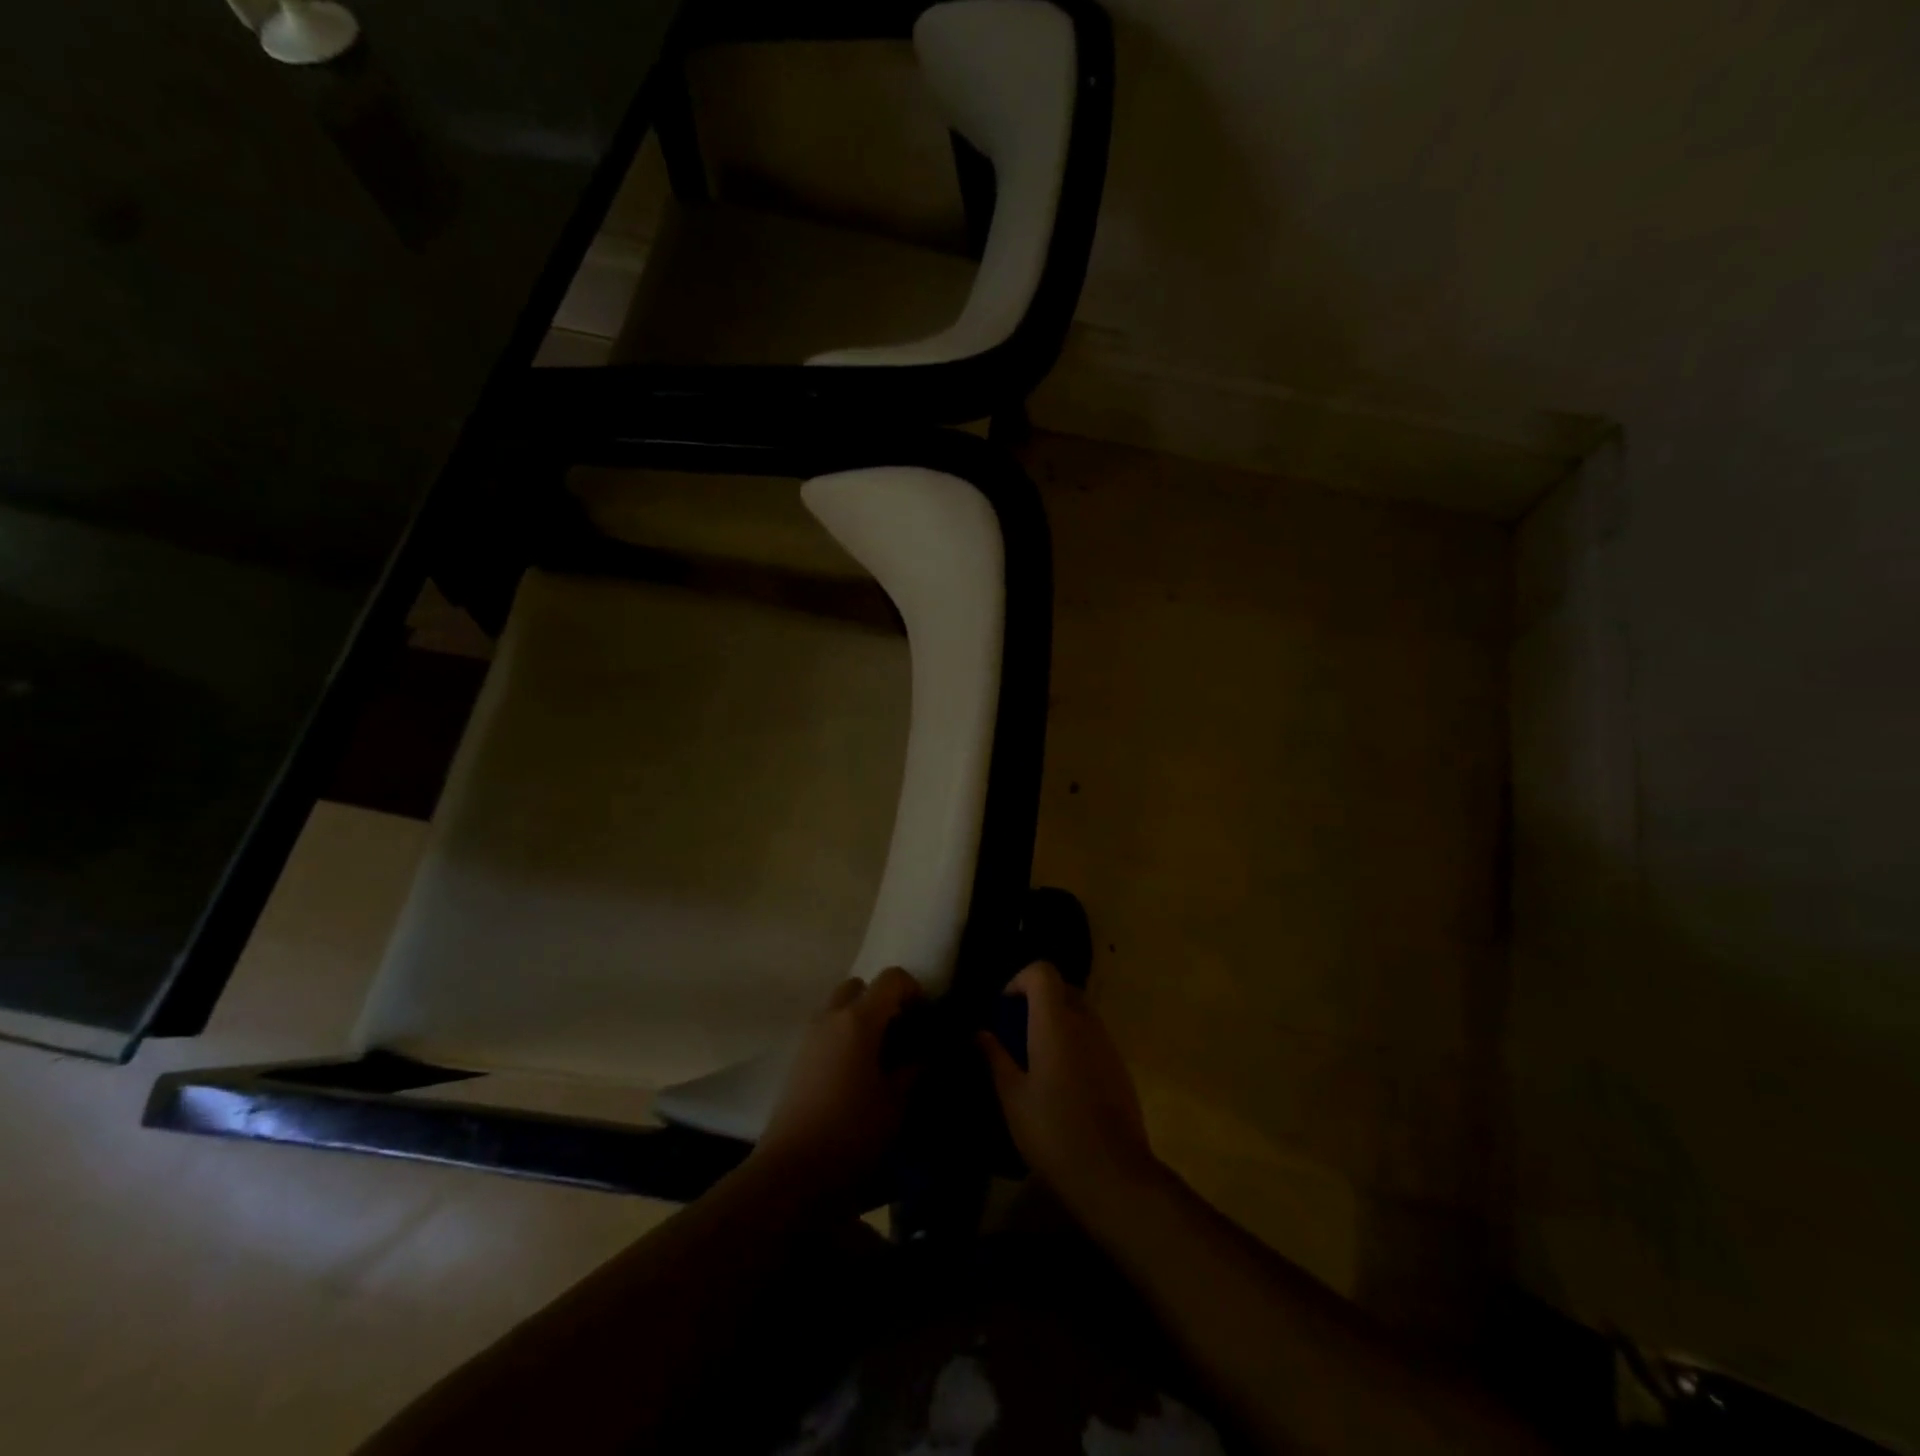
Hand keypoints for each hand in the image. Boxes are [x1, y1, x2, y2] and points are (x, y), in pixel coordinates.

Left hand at [753, 967, 924, 1208]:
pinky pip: (826, 1031)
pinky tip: (856, 1076)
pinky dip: (844, 1038)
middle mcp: (831, 1017)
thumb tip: (928, 1051)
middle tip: (901, 1035)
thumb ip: (916, 1068)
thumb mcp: (897, 1102)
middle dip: (883, 1002)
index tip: (926, 1020)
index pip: (892, 978)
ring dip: (861, 1020)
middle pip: (860, 986)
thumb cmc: (852, 1132)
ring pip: (840, 1008)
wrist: (792, 1173)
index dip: (914, 991)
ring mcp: (809, 1037)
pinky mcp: (797, 1060)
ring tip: (880, 1059)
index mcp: (859, 1019)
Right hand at [979, 962, 1163, 1217]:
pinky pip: (1091, 1037)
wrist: (1113, 1175)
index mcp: (1056, 1022)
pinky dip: (1073, 1043)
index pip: (1043, 971)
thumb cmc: (1053, 1132)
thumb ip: (995, 1057)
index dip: (1020, 980)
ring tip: (1035, 1060)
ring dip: (1055, 1022)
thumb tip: (981, 1033)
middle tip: (1015, 1034)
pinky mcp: (1119, 1067)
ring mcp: (1106, 1044)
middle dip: (1036, 1001)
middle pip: (1062, 988)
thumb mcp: (1012, 1097)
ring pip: (1078, 1012)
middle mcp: (1085, 1023)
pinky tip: (1060, 1083)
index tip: (1003, 1011)